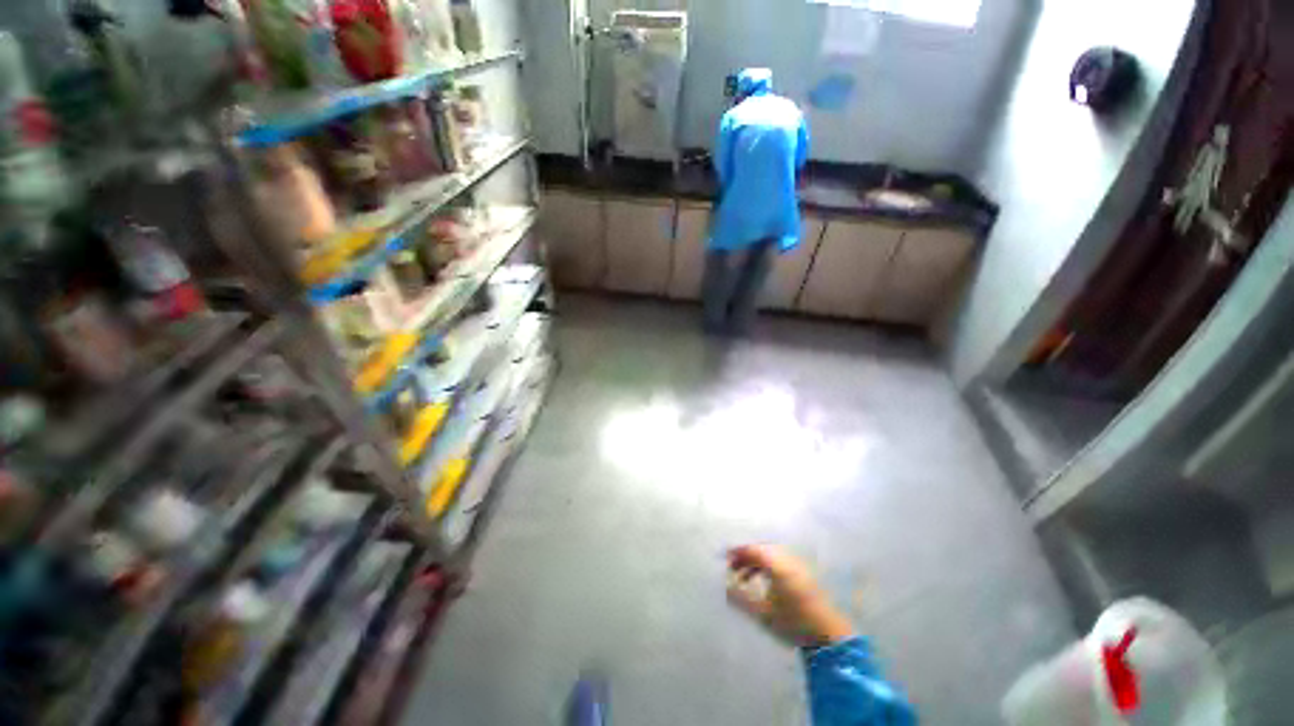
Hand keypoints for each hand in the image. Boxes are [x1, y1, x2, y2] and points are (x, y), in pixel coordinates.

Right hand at [726, 545, 854, 647]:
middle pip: (761, 550)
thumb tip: (725, 587)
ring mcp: (798, 566)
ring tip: (744, 577)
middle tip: (732, 567)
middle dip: (745, 556)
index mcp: (777, 565)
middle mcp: (788, 560)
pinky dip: (767, 567)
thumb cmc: (793, 622)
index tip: (724, 558)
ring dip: (756, 562)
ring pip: (771, 556)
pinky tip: (763, 582)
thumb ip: (741, 599)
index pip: (753, 549)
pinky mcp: (804, 575)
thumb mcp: (762, 613)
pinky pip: (780, 562)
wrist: (829, 636)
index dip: (737, 552)